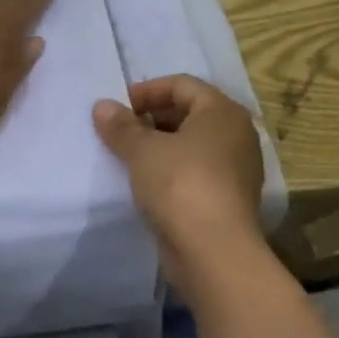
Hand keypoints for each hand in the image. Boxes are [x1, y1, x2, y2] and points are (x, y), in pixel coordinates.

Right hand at [92, 75, 266, 279]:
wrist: (215, 252)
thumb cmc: (181, 185)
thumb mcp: (143, 151)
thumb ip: (121, 126)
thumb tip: (102, 106)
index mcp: (222, 111)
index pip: (182, 84)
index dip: (146, 91)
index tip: (117, 108)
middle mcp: (236, 134)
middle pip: (188, 112)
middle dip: (151, 119)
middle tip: (119, 132)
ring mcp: (236, 168)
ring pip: (192, 145)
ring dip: (159, 147)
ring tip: (127, 157)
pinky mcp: (229, 198)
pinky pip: (196, 171)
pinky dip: (171, 171)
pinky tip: (145, 184)